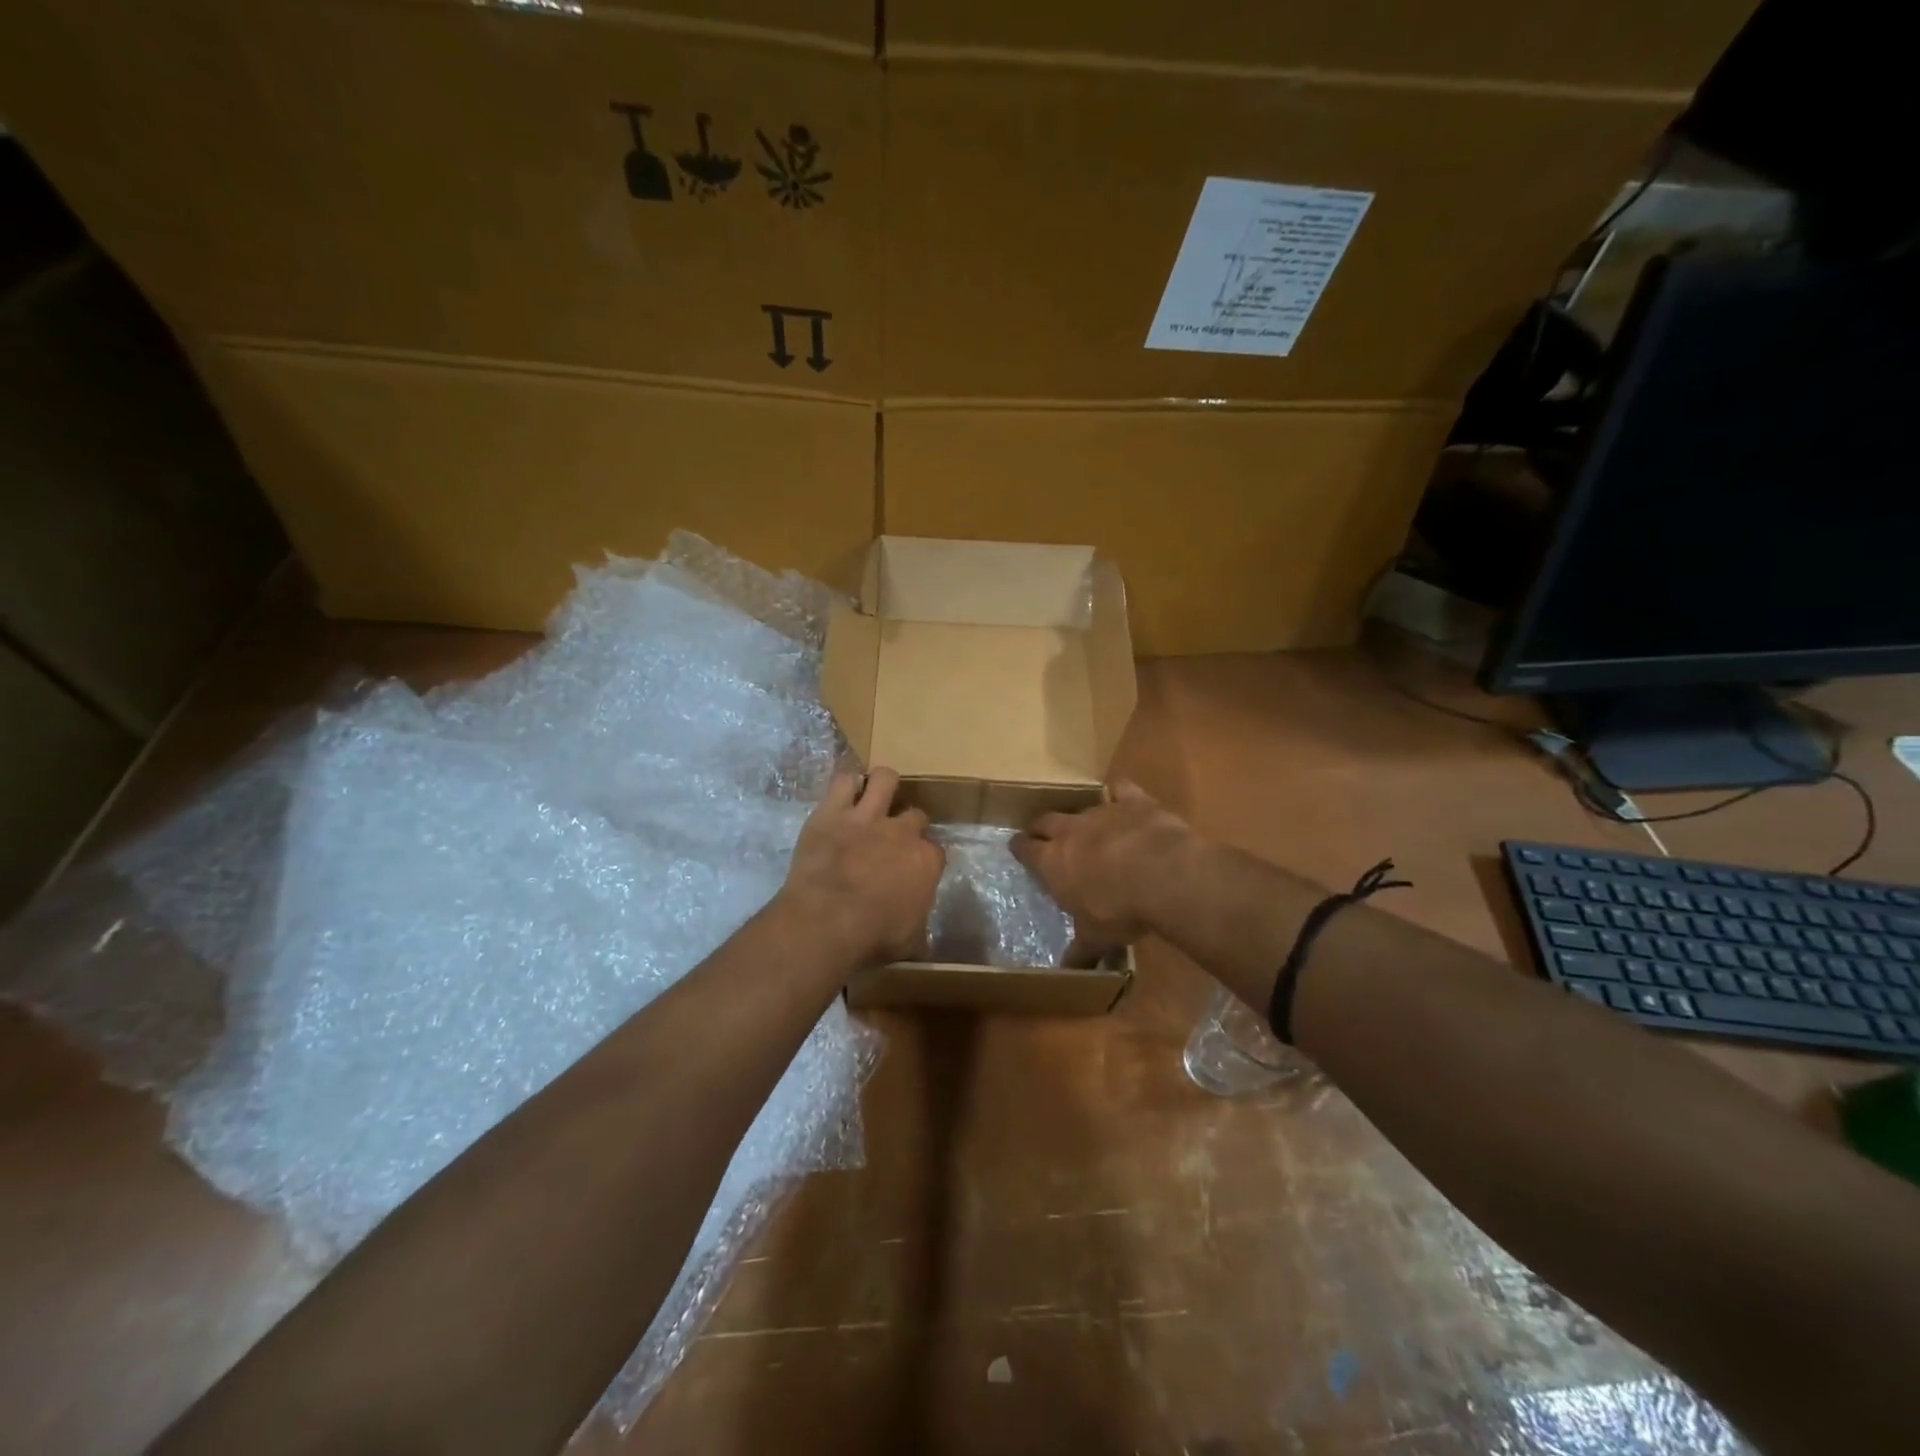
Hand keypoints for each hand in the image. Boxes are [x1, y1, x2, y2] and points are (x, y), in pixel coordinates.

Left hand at [778, 768, 944, 966]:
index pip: (934, 852)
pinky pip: (843, 781)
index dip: (924, 859)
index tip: (914, 870)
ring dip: (883, 786)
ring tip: (876, 796)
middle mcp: (902, 832)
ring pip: (885, 779)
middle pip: (915, 815)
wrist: (827, 922)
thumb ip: (919, 927)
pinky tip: (844, 794)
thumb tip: (922, 937)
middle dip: (908, 825)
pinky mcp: (832, 812)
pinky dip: (845, 785)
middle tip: (893, 840)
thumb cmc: (872, 938)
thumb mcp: (910, 942)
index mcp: (926, 863)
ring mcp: (867, 817)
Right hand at [1011, 781, 1193, 963]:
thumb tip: (1066, 970)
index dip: (1020, 848)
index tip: (1017, 847)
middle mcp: (1070, 832)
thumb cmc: (1119, 910)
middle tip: (1041, 833)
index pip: (1025, 849)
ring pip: (1081, 808)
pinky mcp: (1133, 802)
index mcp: (1052, 862)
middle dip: (1041, 827)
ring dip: (1080, 817)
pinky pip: (1121, 790)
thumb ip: (1080, 951)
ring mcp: (1101, 812)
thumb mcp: (1096, 937)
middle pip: (1046, 821)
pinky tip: (1122, 798)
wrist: (1163, 875)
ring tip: (1084, 825)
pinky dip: (1120, 794)